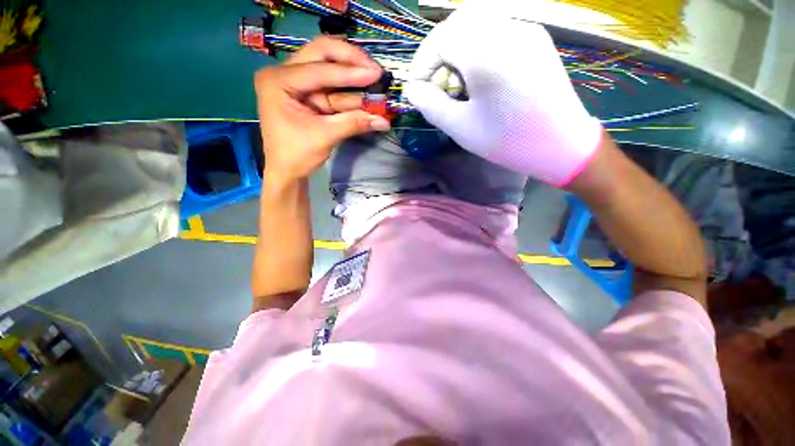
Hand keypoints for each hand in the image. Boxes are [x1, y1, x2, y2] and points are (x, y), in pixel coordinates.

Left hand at [255, 37, 390, 182]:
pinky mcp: (308, 93)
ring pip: (328, 67)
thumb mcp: (325, 137)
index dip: (351, 72)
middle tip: (374, 69)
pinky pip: (331, 87)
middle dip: (350, 60)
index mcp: (278, 81)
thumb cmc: (296, 155)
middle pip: (321, 54)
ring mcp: (296, 82)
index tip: (377, 74)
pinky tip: (366, 91)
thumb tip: (384, 120)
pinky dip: (349, 91)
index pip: (319, 70)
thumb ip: (354, 123)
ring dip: (353, 75)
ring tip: (376, 79)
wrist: (286, 171)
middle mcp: (284, 73)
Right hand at [404, 8, 601, 186]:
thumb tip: (412, 90)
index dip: (422, 63)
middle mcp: (507, 29)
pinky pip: (496, 30)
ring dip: (456, 49)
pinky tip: (479, 75)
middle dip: (437, 53)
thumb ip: (431, 105)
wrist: (561, 144)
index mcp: (487, 52)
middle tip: (435, 84)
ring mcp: (525, 30)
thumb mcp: (461, 128)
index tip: (418, 90)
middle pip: (457, 24)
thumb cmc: (508, 141)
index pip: (440, 39)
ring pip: (477, 24)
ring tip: (456, 82)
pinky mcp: (535, 38)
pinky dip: (476, 47)